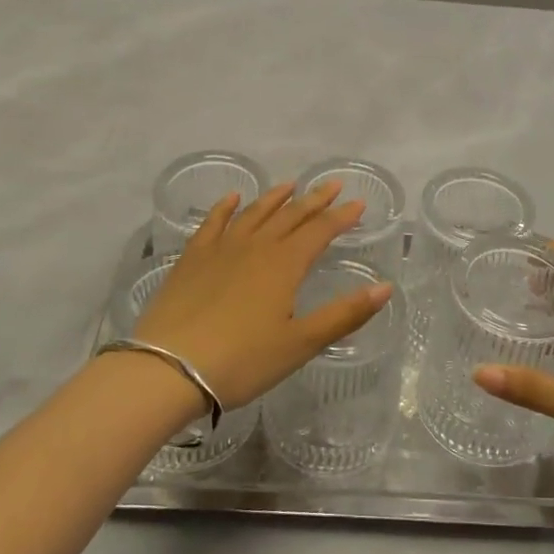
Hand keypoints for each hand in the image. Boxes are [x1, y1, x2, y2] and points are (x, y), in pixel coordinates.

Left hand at [130, 183, 393, 410]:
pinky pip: (213, 222)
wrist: (169, 369)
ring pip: (254, 213)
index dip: (341, 217)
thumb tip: (385, 287)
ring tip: (290, 185)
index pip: (319, 231)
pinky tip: (233, 198)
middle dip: (314, 200)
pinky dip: (225, 207)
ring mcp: (220, 249)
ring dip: (275, 198)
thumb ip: (344, 314)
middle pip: (290, 215)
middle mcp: (255, 246)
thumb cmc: (242, 361)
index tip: (358, 203)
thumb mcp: (300, 344)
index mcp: (284, 265)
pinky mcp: (192, 259)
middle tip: (333, 184)